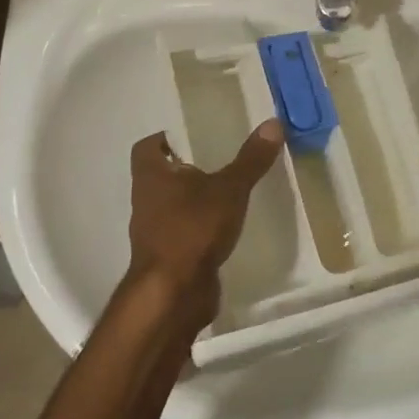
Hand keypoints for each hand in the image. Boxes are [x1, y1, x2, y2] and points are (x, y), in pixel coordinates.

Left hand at [126, 120, 283, 327]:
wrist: (173, 295)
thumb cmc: (192, 230)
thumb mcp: (229, 189)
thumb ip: (250, 159)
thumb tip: (272, 122)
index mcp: (151, 177)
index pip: (147, 147)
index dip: (165, 139)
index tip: (192, 136)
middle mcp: (146, 201)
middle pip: (162, 176)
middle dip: (188, 168)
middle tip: (221, 159)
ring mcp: (154, 232)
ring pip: (173, 206)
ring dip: (195, 200)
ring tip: (229, 192)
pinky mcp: (168, 258)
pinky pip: (184, 233)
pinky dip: (201, 228)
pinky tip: (228, 228)